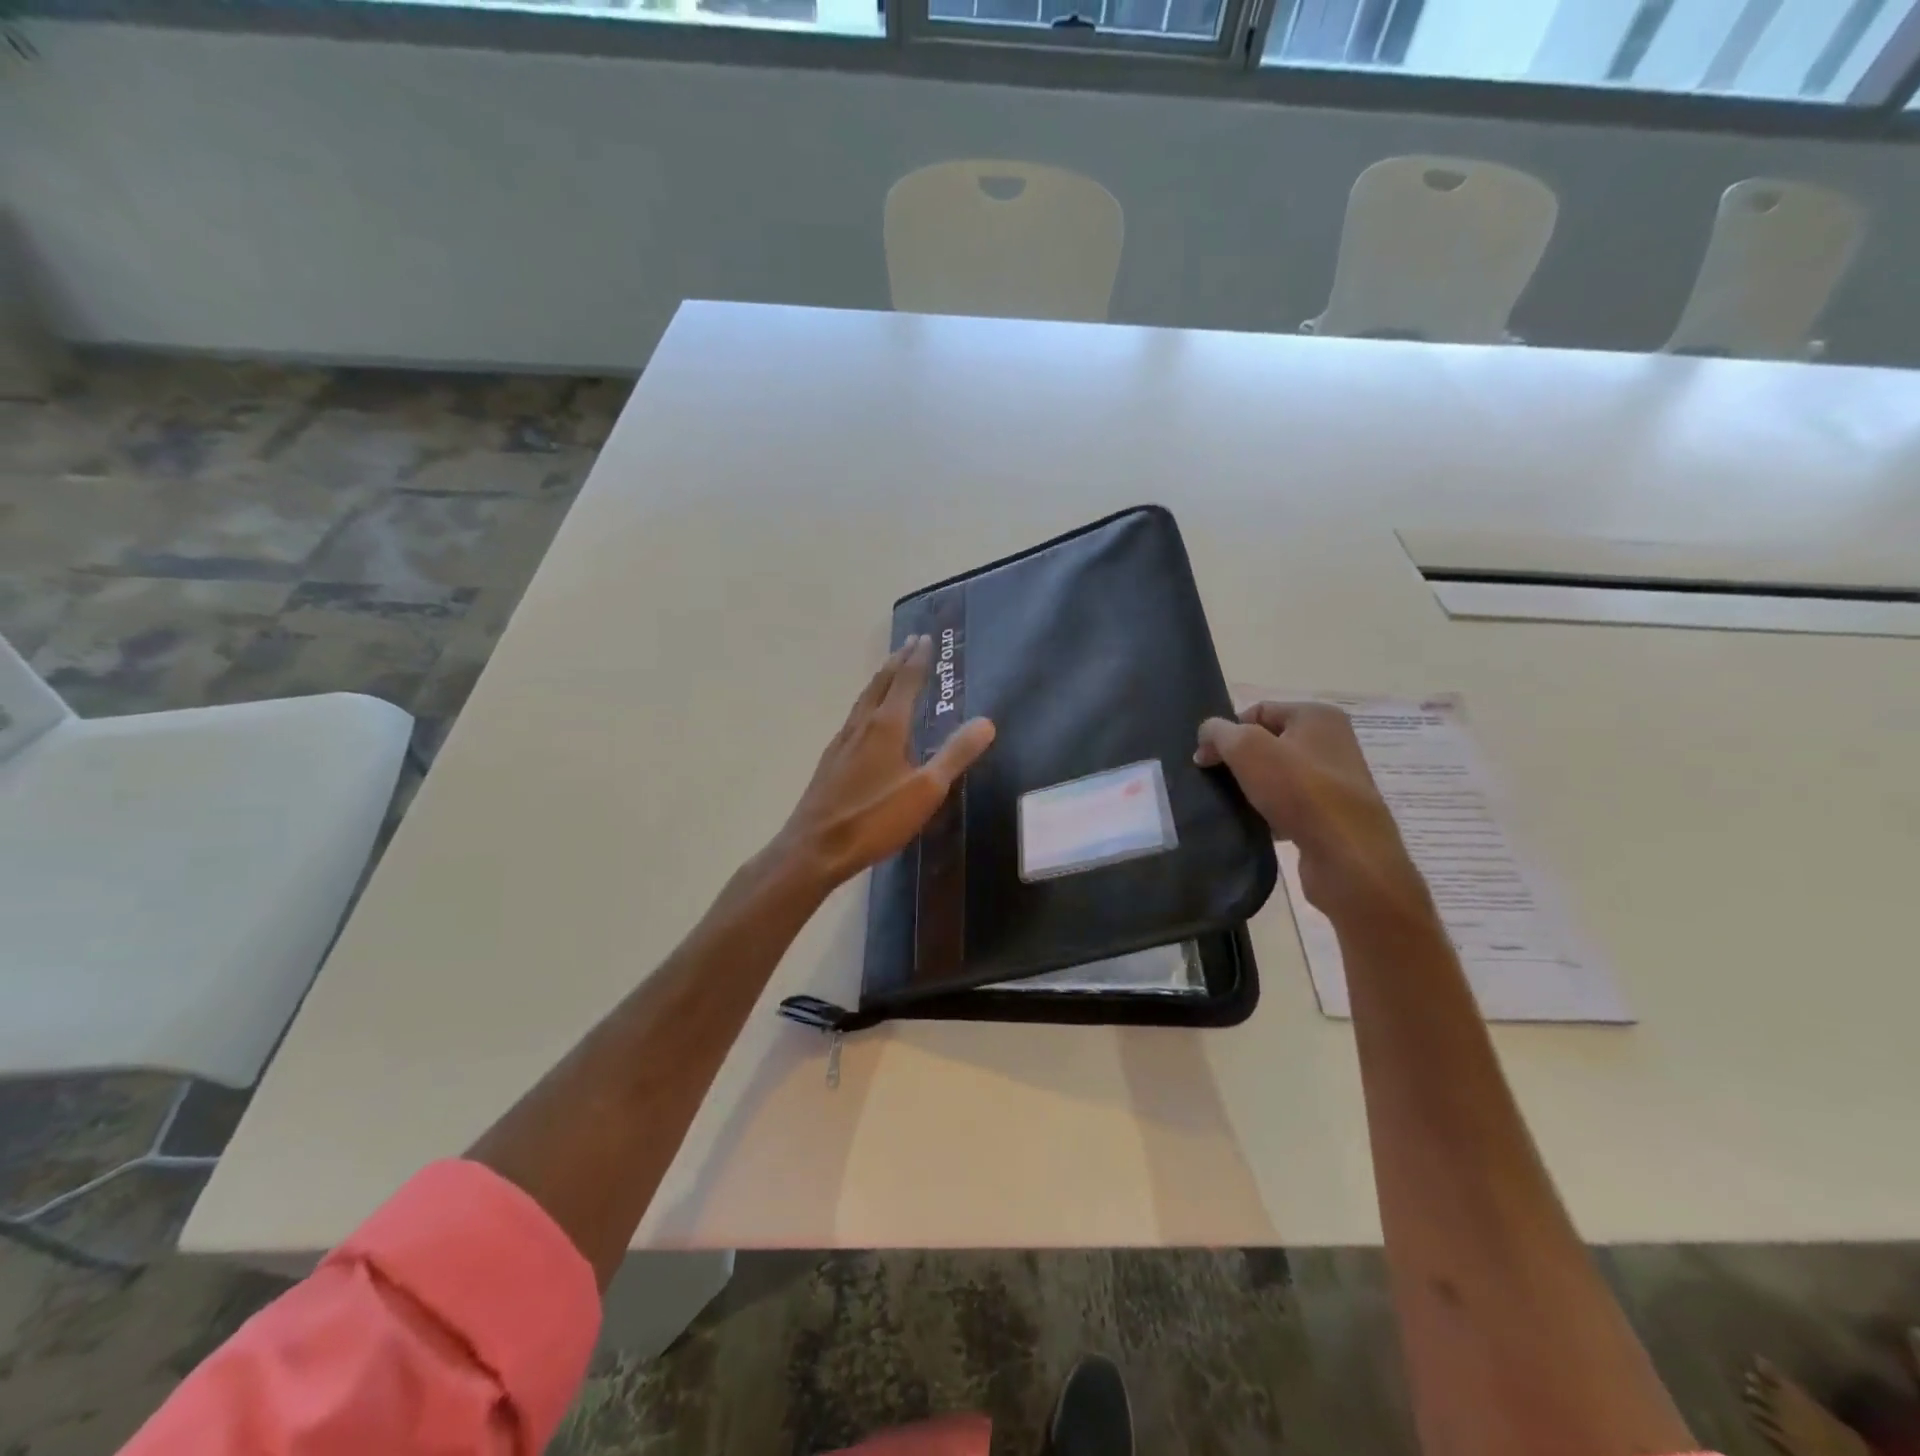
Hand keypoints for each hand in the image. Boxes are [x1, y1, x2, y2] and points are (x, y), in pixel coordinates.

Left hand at [776, 636, 995, 888]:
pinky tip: (865, 718)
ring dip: (880, 679)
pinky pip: (854, 717)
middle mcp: (862, 725)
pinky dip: (867, 703)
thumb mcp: (925, 790)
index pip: (905, 682)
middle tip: (909, 642)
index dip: (918, 660)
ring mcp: (842, 742)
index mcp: (886, 726)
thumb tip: (986, 721)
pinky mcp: (831, 761)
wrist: (814, 848)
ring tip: (889, 669)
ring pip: (863, 699)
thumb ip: (955, 754)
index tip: (925, 639)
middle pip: (881, 684)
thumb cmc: (874, 819)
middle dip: (897, 662)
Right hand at [1195, 702, 1424, 919]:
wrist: (1347, 856)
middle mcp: (1331, 741)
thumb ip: (1219, 733)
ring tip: (1234, 804)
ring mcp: (1335, 779)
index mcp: (1317, 716)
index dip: (1227, 732)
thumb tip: (1207, 734)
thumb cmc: (1299, 791)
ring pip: (1277, 775)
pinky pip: (1290, 804)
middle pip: (1267, 743)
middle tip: (1216, 781)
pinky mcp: (1332, 813)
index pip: (1257, 711)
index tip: (1206, 760)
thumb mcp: (1247, 749)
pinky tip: (1257, 824)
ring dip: (1252, 788)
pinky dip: (1270, 812)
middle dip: (1238, 761)